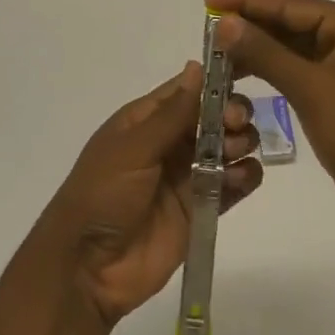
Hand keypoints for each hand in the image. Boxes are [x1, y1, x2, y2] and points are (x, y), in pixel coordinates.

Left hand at [29, 63, 262, 328]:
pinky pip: (234, 184)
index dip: (215, 84)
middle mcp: (170, 142)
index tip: (238, 85)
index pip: (188, 90)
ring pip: (229, 147)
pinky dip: (245, 177)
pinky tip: (240, 179)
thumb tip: (196, 66)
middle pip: (215, 116)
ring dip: (241, 144)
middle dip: (233, 115)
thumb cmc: (102, 195)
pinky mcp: (202, 209)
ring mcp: (188, 176)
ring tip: (233, 155)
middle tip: (234, 128)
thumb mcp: (133, 148)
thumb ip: (172, 113)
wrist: (88, 267)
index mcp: (146, 120)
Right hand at [205, 0, 334, 241]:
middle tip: (205, 31)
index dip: (245, 2)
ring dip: (258, 52)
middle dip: (249, 27)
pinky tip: (245, 77)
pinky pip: (302, 72)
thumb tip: (225, 22)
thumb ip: (266, 53)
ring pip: (294, 49)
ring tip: (217, 56)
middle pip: (291, 23)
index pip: (289, 4)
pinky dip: (274, 73)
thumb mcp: (312, 90)